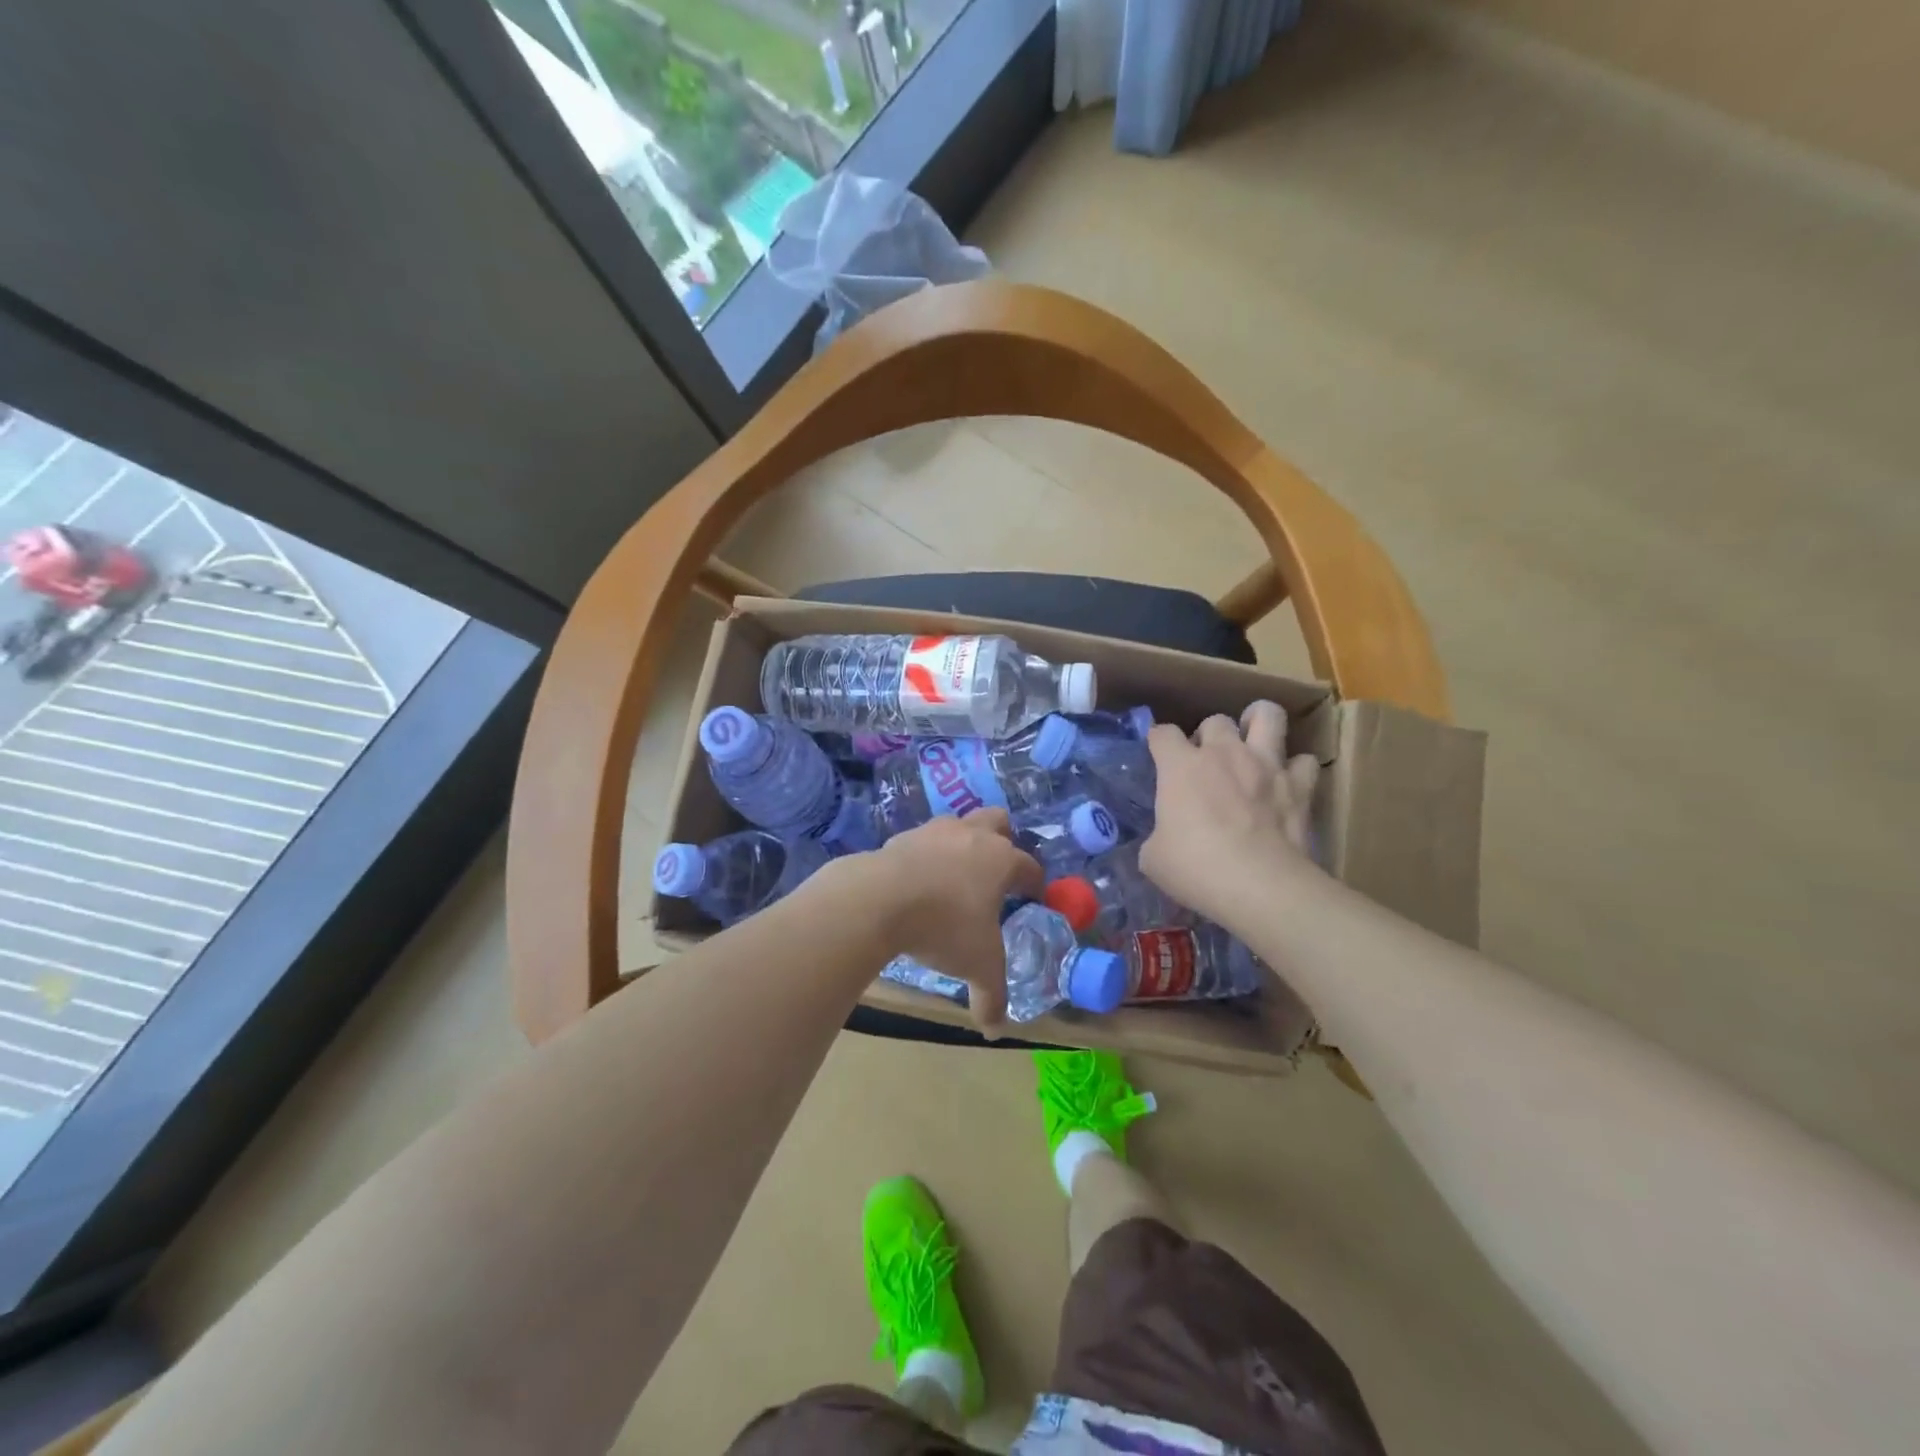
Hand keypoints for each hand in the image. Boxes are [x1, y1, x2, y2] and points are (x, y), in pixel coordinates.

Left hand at [866, 810, 1044, 1034]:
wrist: (879, 899)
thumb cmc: (943, 927)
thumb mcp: (977, 966)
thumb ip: (992, 996)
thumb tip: (995, 1030)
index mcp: (1001, 860)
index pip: (1029, 866)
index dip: (1034, 883)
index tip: (1032, 898)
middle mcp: (972, 835)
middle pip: (998, 821)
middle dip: (1003, 840)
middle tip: (996, 872)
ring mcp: (935, 831)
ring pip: (959, 824)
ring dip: (962, 844)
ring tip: (954, 876)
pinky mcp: (902, 836)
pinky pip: (924, 840)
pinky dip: (927, 855)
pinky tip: (918, 882)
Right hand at [1138, 701, 1320, 932]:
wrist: (1259, 886)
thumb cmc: (1196, 869)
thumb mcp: (1153, 858)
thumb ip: (1156, 836)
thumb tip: (1163, 838)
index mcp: (1181, 767)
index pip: (1163, 734)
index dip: (1158, 742)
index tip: (1159, 756)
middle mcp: (1224, 754)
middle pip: (1215, 720)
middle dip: (1209, 736)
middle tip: (1208, 762)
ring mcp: (1266, 765)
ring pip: (1268, 715)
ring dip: (1259, 723)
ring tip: (1254, 741)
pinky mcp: (1300, 785)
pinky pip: (1304, 762)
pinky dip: (1296, 769)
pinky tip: (1288, 783)